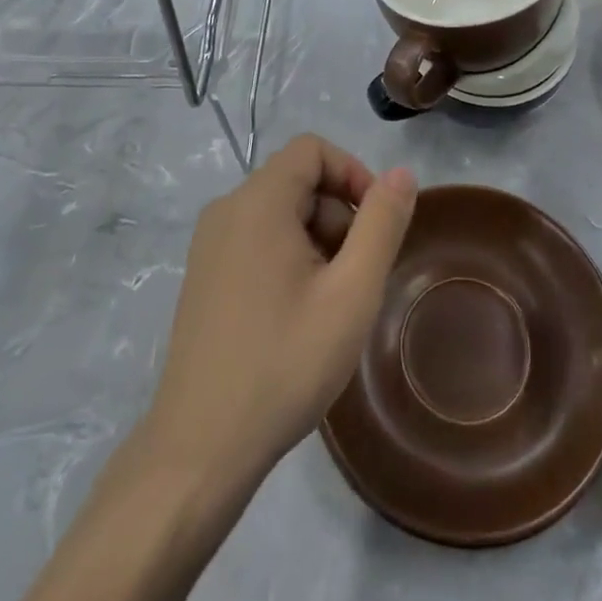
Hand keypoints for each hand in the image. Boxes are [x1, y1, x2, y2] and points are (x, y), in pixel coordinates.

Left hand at [144, 135, 415, 486]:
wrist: (199, 450)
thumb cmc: (283, 364)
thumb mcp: (351, 293)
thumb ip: (381, 224)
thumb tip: (402, 173)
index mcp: (258, 202)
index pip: (313, 150)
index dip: (353, 173)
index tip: (376, 225)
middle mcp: (227, 210)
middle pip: (298, 181)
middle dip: (338, 215)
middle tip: (356, 277)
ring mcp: (209, 245)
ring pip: (280, 213)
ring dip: (317, 241)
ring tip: (330, 303)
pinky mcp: (204, 276)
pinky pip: (258, 240)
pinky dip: (290, 258)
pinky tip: (298, 315)